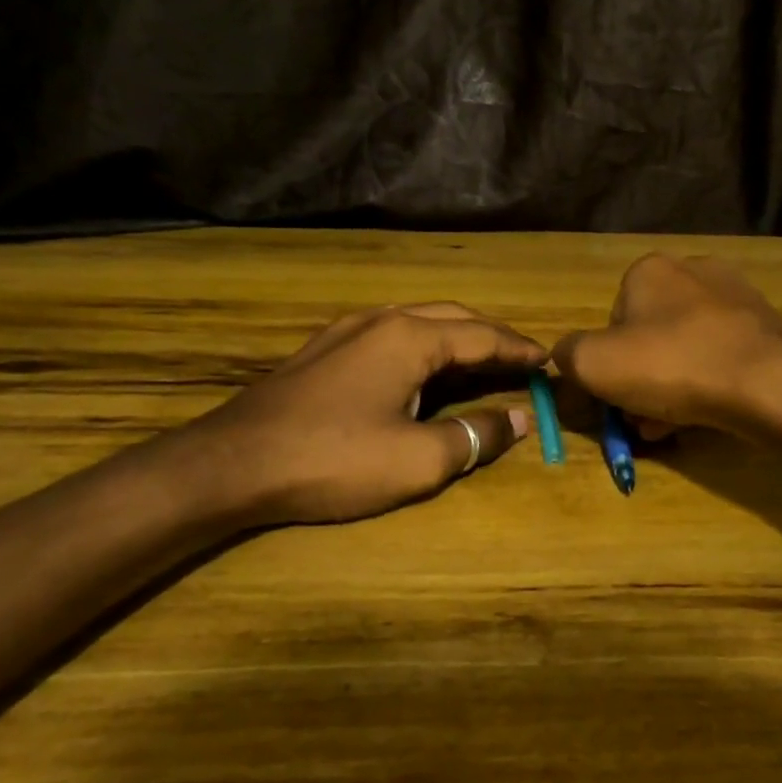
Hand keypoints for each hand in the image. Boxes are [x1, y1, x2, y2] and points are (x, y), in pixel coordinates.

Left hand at [176, 302, 544, 526]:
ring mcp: (347, 330)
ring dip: (457, 339)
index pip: (483, 336)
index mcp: (410, 337)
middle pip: (454, 318)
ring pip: (419, 322)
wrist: (231, 464)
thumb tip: (520, 418)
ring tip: (482, 363)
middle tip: (522, 360)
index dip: (520, 349)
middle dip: (493, 337)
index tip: (550, 360)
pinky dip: (424, 347)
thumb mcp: (418, 460)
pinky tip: (423, 370)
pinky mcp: (324, 349)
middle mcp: (382, 319)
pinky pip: (391, 335)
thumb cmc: (333, 459)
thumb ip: (476, 435)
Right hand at [552, 254, 781, 432]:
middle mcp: (693, 271)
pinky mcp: (764, 327)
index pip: (611, 319)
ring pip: (684, 349)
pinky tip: (701, 416)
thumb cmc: (671, 364)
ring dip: (669, 387)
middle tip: (640, 416)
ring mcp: (735, 297)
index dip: (607, 362)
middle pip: (649, 336)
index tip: (614, 396)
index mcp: (648, 270)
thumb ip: (567, 355)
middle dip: (639, 379)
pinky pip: (718, 357)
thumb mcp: (593, 364)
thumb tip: (566, 356)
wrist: (766, 382)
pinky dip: (704, 384)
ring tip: (668, 425)